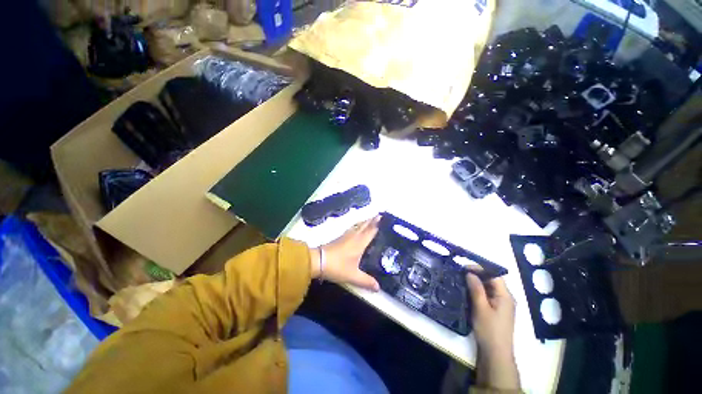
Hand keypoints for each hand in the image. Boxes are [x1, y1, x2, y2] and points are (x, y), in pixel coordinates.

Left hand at [311, 216, 380, 291]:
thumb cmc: (337, 266)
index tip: (385, 217)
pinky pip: (353, 228)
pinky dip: (358, 225)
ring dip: (365, 221)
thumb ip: (366, 281)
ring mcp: (347, 235)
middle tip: (381, 215)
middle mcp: (355, 236)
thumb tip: (379, 288)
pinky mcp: (340, 237)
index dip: (378, 223)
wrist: (318, 261)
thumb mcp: (353, 276)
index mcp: (360, 242)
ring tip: (372, 219)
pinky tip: (358, 228)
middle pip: (365, 224)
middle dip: (373, 219)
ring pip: (358, 225)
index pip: (371, 230)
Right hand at [466, 273, 519, 389]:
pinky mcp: (495, 311)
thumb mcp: (481, 308)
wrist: (495, 354)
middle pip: (492, 281)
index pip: (494, 275)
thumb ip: (476, 289)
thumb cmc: (489, 330)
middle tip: (460, 274)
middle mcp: (505, 298)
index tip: (464, 267)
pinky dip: (477, 292)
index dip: (480, 269)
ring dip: (476, 284)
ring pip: (488, 288)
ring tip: (461, 281)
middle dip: (477, 275)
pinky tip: (467, 293)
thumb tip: (470, 273)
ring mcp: (501, 305)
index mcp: (505, 296)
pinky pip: (487, 296)